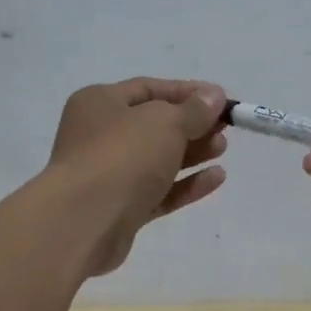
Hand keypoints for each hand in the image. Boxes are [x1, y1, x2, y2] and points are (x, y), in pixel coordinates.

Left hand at [47, 78, 228, 276]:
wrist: (85, 221)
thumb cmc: (122, 156)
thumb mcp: (164, 123)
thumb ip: (194, 110)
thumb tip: (214, 96)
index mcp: (100, 103)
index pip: (149, 89)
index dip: (187, 93)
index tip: (222, 99)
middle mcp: (100, 136)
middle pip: (154, 125)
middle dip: (192, 125)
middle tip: (225, 128)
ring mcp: (110, 175)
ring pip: (158, 160)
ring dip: (192, 153)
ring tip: (223, 149)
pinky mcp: (122, 209)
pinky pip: (159, 191)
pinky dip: (186, 184)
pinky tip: (216, 178)